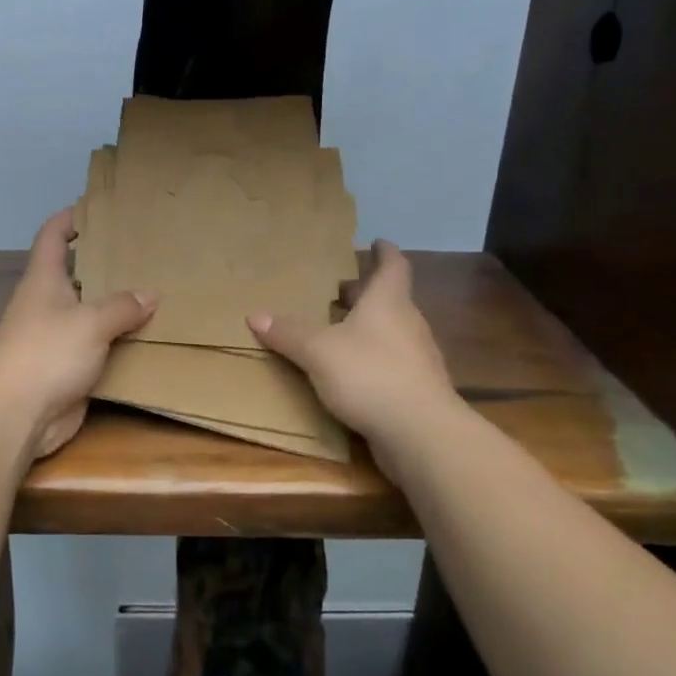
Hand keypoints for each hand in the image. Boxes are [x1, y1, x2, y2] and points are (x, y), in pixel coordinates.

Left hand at [0, 209, 156, 458]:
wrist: (18, 413)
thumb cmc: (48, 352)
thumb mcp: (91, 321)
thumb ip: (123, 306)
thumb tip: (150, 295)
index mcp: (43, 280)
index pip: (52, 236)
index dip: (69, 219)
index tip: (95, 208)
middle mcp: (46, 303)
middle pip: (73, 274)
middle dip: (102, 264)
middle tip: (140, 253)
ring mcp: (54, 337)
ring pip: (87, 313)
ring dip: (113, 307)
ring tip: (152, 293)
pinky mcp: (65, 368)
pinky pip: (95, 347)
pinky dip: (116, 343)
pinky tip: (144, 339)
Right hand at [247, 240, 466, 472]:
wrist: (420, 433)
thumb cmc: (370, 375)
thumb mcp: (317, 351)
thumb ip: (288, 332)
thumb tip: (255, 314)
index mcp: (388, 302)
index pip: (393, 266)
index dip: (385, 252)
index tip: (376, 242)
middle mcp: (408, 324)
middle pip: (390, 299)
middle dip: (365, 293)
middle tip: (340, 290)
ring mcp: (417, 358)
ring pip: (391, 332)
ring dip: (368, 327)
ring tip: (338, 331)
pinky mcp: (417, 390)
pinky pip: (392, 362)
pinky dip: (372, 358)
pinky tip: (351, 373)